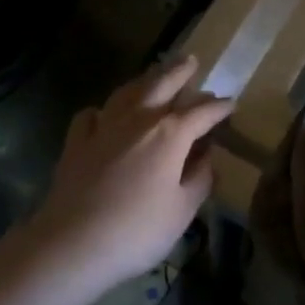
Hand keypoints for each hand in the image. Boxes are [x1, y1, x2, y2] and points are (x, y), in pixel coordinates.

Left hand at [22, 55, 231, 296]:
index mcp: (170, 134)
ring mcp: (103, 128)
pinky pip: (92, 115)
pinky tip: (105, 115)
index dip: (220, 107)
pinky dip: (104, 110)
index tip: (231, 104)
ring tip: (154, 75)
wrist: (72, 243)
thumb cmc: (138, 230)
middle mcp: (138, 120)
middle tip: (191, 61)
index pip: (202, 112)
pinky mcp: (76, 143)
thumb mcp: (183, 210)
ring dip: (145, 80)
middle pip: (162, 85)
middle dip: (180, 73)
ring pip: (127, 92)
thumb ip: (200, 179)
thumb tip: (207, 158)